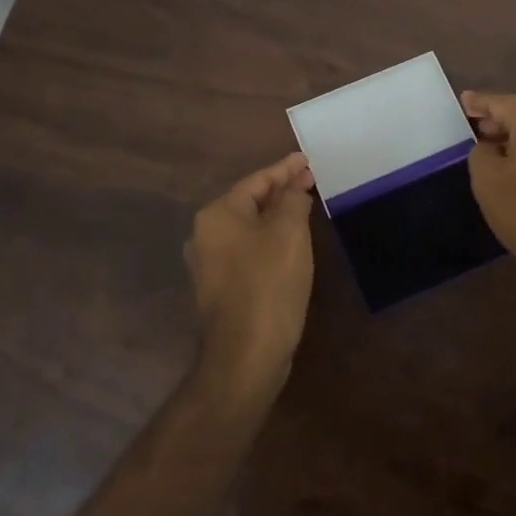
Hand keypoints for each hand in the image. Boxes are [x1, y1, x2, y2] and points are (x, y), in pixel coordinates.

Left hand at [184, 152, 316, 401]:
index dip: (285, 169)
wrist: (246, 354)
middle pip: (249, 201)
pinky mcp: (220, 287)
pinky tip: (289, 241)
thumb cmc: (268, 284)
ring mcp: (209, 263)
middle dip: (280, 190)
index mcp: (218, 215)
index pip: (257, 180)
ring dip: (275, 215)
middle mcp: (205, 234)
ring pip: (248, 227)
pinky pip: (247, 249)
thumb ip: (293, 201)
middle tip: (310, 180)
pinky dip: (268, 238)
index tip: (307, 160)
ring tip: (303, 205)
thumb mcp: (289, 233)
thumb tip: (293, 190)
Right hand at [461, 91, 515, 295]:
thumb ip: (481, 152)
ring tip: (488, 142)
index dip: (479, 102)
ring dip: (513, 133)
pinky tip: (512, 160)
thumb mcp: (487, 178)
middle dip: (497, 116)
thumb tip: (490, 147)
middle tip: (473, 122)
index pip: (500, 102)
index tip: (463, 100)